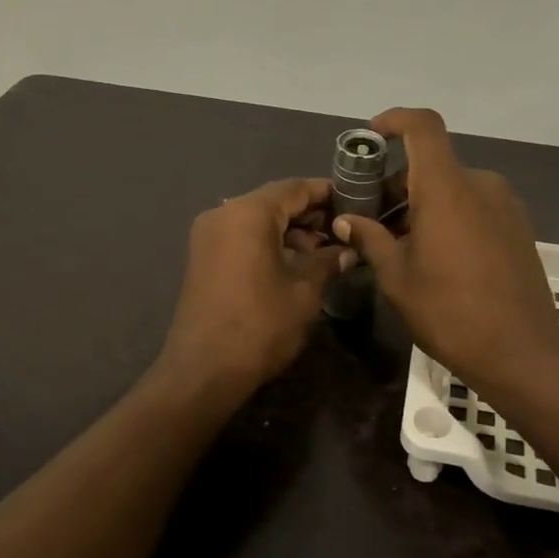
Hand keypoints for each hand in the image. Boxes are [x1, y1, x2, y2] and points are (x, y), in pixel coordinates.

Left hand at [155, 177, 348, 401]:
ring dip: (289, 231)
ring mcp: (208, 236)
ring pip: (256, 220)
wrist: (204, 370)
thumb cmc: (261, 325)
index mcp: (248, 213)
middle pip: (274, 201)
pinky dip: (268, 243)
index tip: (356, 203)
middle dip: (309, 214)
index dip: (327, 193)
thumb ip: (327, 261)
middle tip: (344, 231)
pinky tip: (294, 264)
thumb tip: (347, 250)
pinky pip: (241, 237)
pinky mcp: (202, 258)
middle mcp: (223, 214)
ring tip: (324, 252)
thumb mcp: (305, 291)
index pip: (295, 187)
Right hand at [332, 109, 558, 398]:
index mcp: (447, 188)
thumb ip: (370, 239)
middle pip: (431, 166)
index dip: (395, 120)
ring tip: (397, 245)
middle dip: (396, 185)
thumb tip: (346, 221)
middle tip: (370, 220)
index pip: (423, 126)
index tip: (371, 136)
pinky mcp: (517, 227)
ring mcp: (504, 205)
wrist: (522, 350)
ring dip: (421, 205)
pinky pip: (473, 207)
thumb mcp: (397, 278)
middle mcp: (480, 185)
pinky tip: (433, 256)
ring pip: (452, 189)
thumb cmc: (450, 311)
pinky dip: (447, 217)